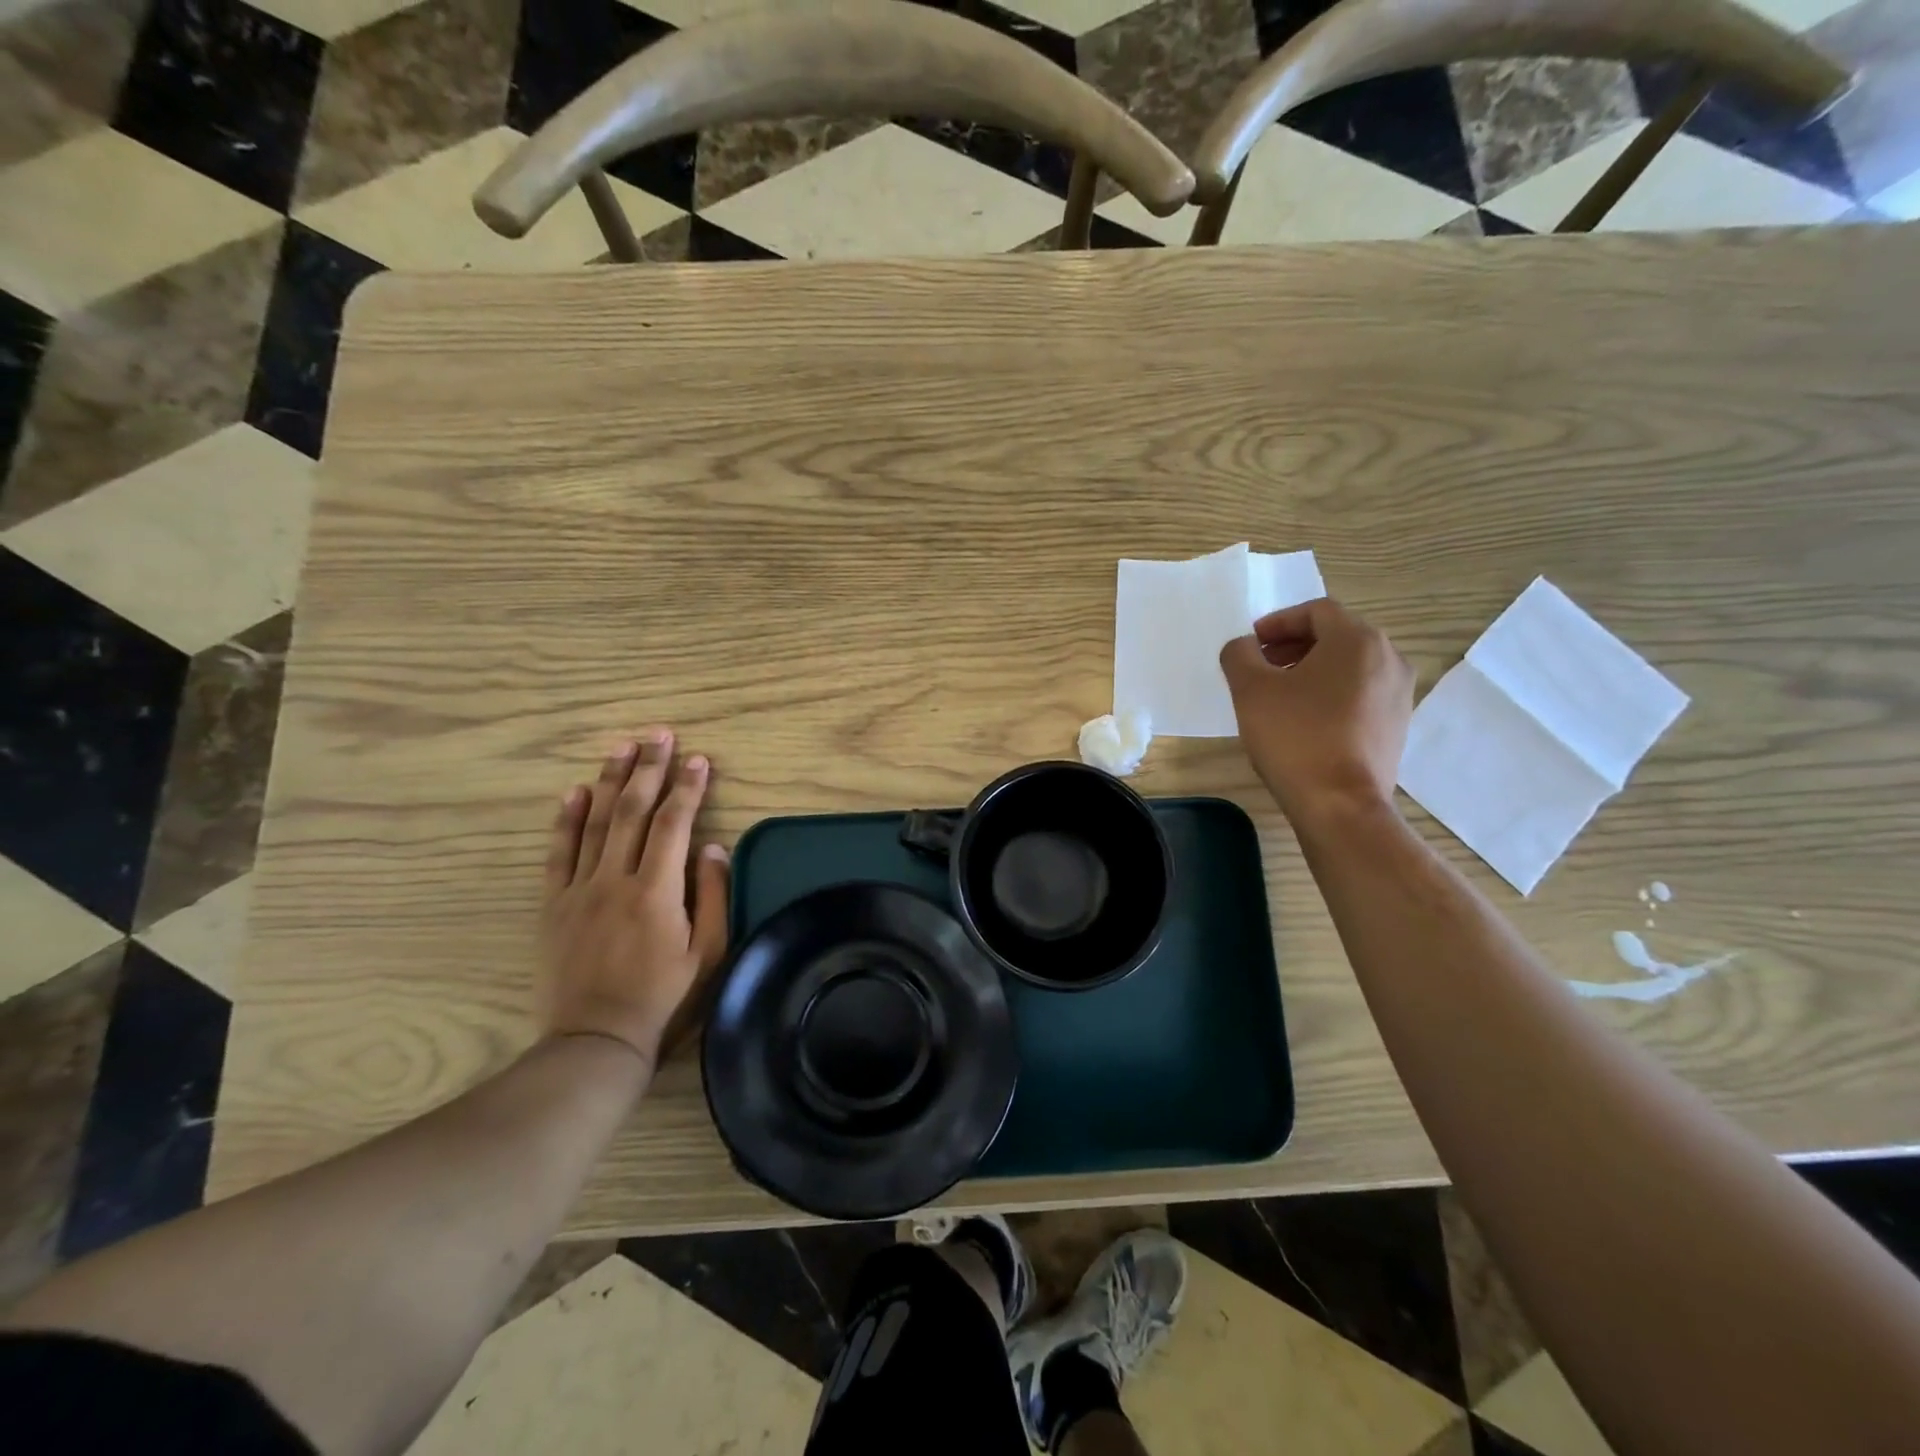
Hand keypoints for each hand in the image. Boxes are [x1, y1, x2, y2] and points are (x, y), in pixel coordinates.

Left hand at [539, 730, 729, 1074]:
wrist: (596, 1039)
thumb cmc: (664, 997)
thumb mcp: (708, 952)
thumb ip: (713, 896)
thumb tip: (713, 847)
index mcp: (656, 890)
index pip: (673, 824)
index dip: (688, 788)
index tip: (699, 759)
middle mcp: (615, 879)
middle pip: (632, 811)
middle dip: (649, 769)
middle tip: (659, 736)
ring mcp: (579, 890)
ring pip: (595, 823)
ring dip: (610, 780)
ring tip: (622, 747)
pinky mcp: (554, 905)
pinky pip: (558, 853)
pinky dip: (566, 820)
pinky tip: (575, 792)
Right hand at [1219, 598, 1414, 823]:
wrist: (1340, 804)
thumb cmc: (1295, 737)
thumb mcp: (1250, 689)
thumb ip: (1239, 654)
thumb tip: (1243, 646)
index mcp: (1358, 640)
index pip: (1316, 611)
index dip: (1278, 622)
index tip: (1251, 643)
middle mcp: (1389, 658)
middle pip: (1337, 636)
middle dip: (1294, 645)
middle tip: (1261, 664)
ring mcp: (1399, 694)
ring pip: (1350, 666)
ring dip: (1312, 669)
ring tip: (1279, 693)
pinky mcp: (1397, 725)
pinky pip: (1360, 693)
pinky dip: (1331, 693)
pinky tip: (1304, 719)